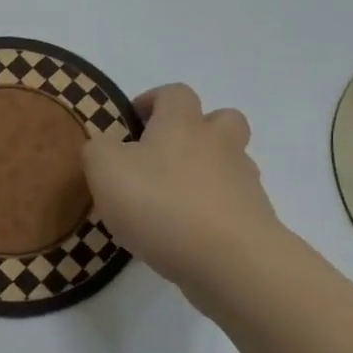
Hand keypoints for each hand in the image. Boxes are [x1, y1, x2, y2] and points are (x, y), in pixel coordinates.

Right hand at [81, 83, 284, 304]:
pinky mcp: (255, 217)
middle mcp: (218, 143)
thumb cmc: (159, 204)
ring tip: (175, 198)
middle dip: (197, 128)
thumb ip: (97, 149)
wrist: (228, 259)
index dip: (153, 101)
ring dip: (208, 170)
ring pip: (231, 161)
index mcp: (181, 123)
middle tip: (165, 154)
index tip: (132, 122)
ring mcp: (243, 180)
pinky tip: (189, 232)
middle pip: (221, 118)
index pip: (174, 93)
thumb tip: (103, 143)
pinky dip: (214, 209)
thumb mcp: (105, 170)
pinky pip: (234, 202)